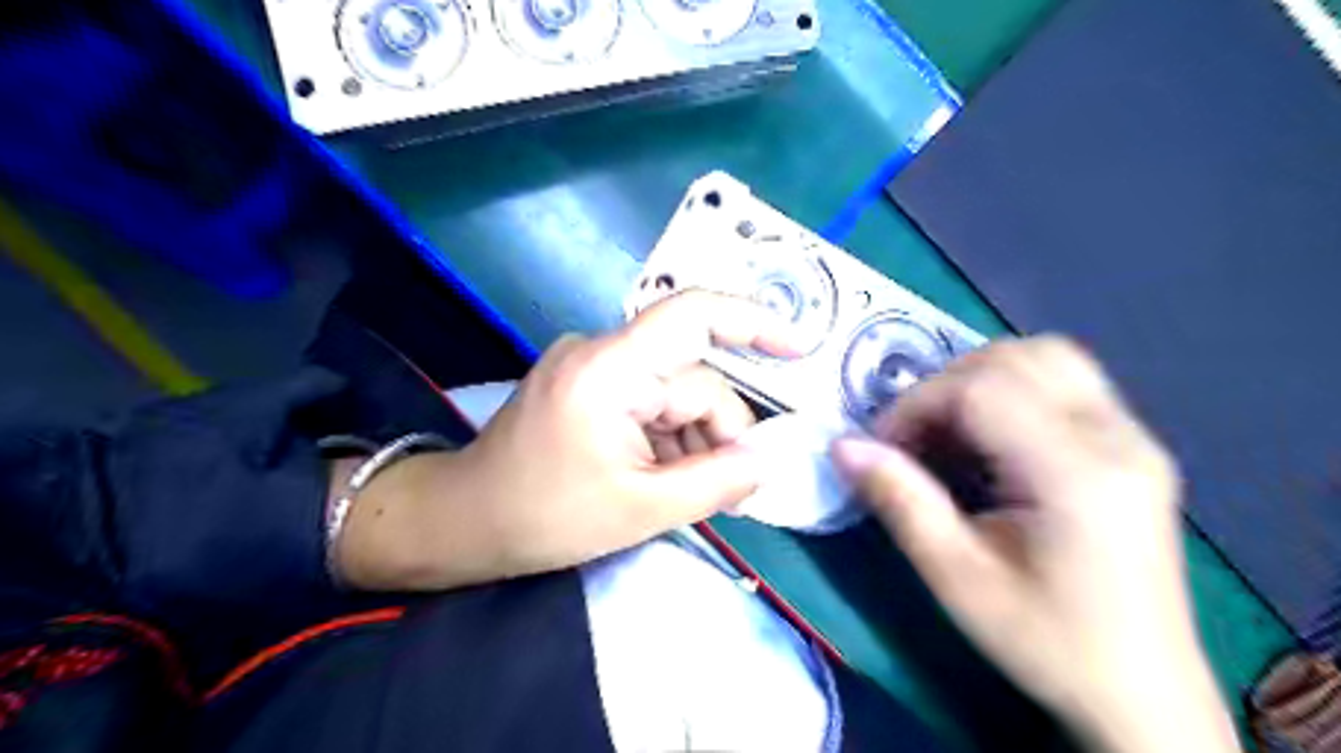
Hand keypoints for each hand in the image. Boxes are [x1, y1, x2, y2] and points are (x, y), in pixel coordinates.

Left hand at [334, 291, 794, 591]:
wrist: (463, 522)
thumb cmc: (543, 517)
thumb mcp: (640, 509)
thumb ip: (716, 482)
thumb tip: (769, 459)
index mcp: (610, 369)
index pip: (692, 316)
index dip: (753, 322)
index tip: (799, 347)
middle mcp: (603, 352)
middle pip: (692, 377)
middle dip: (718, 431)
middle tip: (732, 489)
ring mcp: (593, 367)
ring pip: (674, 394)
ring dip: (693, 440)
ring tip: (688, 492)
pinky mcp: (589, 385)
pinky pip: (649, 401)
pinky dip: (668, 438)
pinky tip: (662, 477)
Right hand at [834, 338, 1240, 751]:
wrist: (1142, 694)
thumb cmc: (1046, 642)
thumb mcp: (956, 578)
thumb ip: (899, 501)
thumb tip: (842, 446)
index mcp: (1078, 475)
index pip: (982, 389)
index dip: (917, 405)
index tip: (882, 447)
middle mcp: (1118, 438)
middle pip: (1017, 358)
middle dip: (946, 384)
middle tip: (915, 438)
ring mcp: (1135, 437)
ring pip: (1046, 357)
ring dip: (979, 379)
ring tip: (949, 433)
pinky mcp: (1135, 445)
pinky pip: (1064, 382)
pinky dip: (1011, 392)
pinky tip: (991, 442)